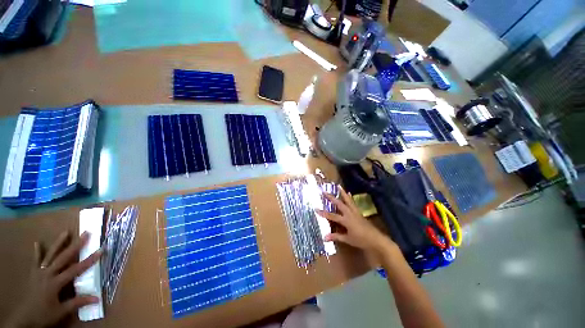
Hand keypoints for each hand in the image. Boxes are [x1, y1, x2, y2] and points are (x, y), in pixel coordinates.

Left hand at [5, 231, 101, 327]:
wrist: (25, 318)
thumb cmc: (44, 314)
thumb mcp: (61, 311)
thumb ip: (77, 303)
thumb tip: (97, 298)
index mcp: (56, 283)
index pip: (75, 269)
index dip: (89, 260)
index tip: (101, 250)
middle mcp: (48, 274)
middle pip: (63, 257)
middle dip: (76, 245)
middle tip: (86, 234)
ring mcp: (39, 272)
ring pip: (50, 255)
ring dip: (58, 243)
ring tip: (66, 232)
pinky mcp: (34, 273)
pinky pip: (35, 261)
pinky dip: (37, 252)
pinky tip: (37, 243)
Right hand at [318, 187, 393, 253]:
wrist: (376, 239)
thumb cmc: (361, 240)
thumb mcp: (347, 239)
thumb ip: (336, 237)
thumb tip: (324, 237)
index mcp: (346, 220)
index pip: (332, 215)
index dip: (323, 213)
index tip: (315, 208)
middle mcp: (349, 213)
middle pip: (339, 203)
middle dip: (331, 197)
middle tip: (324, 191)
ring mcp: (355, 211)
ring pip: (347, 200)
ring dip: (342, 193)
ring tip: (339, 186)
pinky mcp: (358, 212)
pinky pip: (353, 202)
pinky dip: (349, 197)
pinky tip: (348, 193)